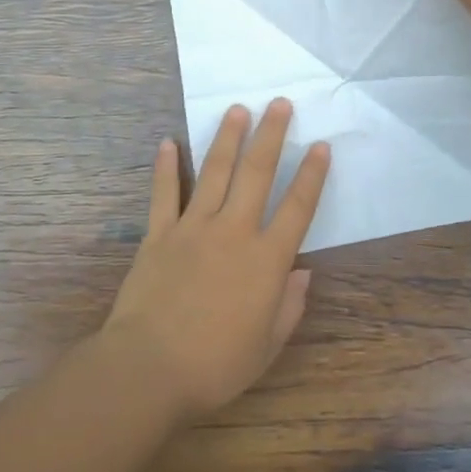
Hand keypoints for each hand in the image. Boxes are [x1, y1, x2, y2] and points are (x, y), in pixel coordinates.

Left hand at [101, 100, 329, 420]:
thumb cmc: (215, 365)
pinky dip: (166, 167)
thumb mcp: (267, 347)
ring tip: (237, 109)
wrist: (149, 368)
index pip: (297, 208)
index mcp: (266, 261)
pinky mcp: (159, 234)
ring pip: (215, 173)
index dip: (312, 175)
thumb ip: (289, 306)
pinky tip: (168, 142)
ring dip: (227, 138)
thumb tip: (303, 273)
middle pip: (256, 174)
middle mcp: (233, 232)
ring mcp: (194, 228)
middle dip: (271, 136)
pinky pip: (165, 194)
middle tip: (279, 103)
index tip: (321, 145)